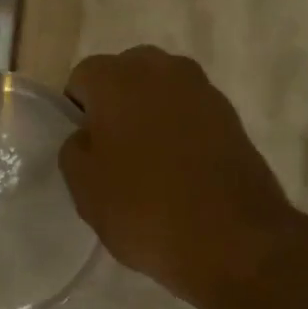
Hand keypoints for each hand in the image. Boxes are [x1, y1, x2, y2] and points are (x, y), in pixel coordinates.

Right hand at [61, 47, 296, 305]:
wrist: (232, 239)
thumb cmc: (144, 208)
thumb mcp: (83, 187)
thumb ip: (75, 148)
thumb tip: (89, 135)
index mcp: (118, 79)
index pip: (83, 78)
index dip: (77, 112)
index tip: (85, 149)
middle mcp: (163, 69)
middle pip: (126, 75)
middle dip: (116, 105)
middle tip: (113, 152)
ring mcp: (204, 91)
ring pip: (161, 92)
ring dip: (150, 116)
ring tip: (150, 163)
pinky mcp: (232, 117)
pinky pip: (191, 114)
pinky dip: (180, 132)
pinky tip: (181, 171)